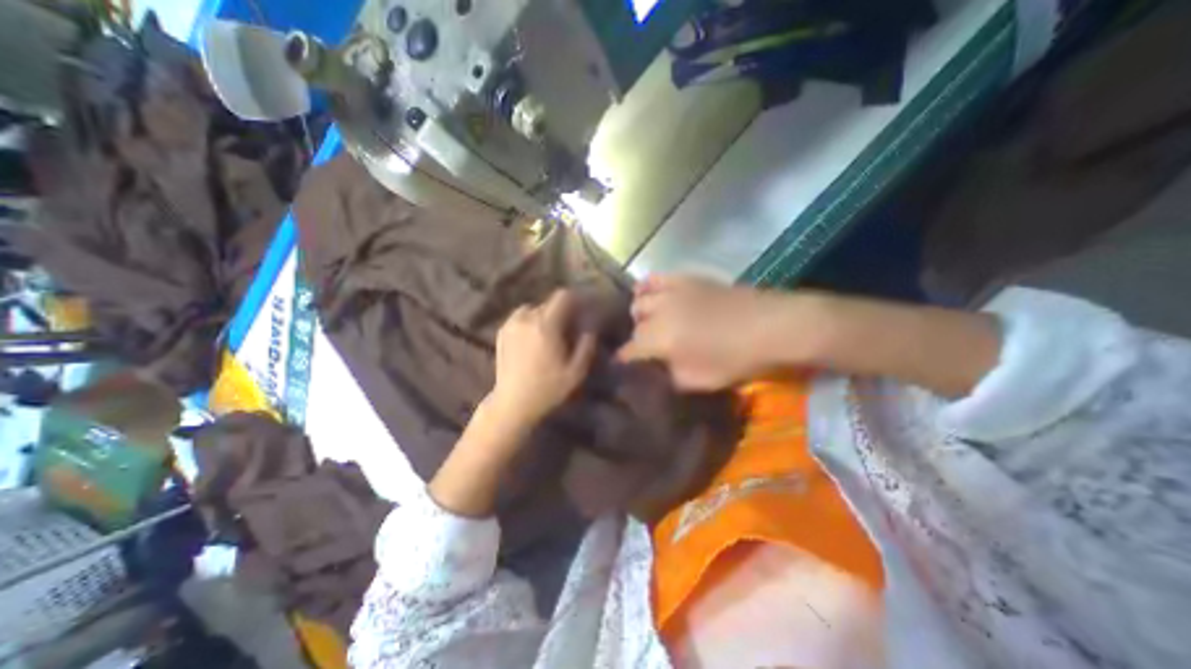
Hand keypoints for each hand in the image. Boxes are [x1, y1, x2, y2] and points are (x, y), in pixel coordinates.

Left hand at [487, 290, 594, 425]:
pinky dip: (530, 321)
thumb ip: (587, 344)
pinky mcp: (502, 333)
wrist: (513, 403)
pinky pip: (520, 317)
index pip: (563, 296)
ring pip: (534, 308)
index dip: (576, 300)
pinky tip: (534, 337)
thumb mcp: (576, 371)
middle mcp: (526, 319)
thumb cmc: (547, 388)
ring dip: (545, 315)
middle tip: (569, 328)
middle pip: (549, 303)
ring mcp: (511, 325)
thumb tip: (590, 327)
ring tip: (551, 332)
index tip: (583, 311)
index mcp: (546, 325)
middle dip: (562, 311)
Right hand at [614, 273, 798, 391]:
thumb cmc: (737, 359)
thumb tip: (656, 370)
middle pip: (635, 325)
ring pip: (640, 301)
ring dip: (641, 315)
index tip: (626, 368)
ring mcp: (673, 292)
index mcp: (661, 339)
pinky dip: (647, 287)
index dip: (625, 360)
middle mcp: (660, 312)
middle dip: (637, 339)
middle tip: (649, 350)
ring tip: (649, 324)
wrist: (772, 326)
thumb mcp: (700, 381)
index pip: (629, 350)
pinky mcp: (686, 280)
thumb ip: (670, 376)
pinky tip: (647, 293)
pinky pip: (657, 279)